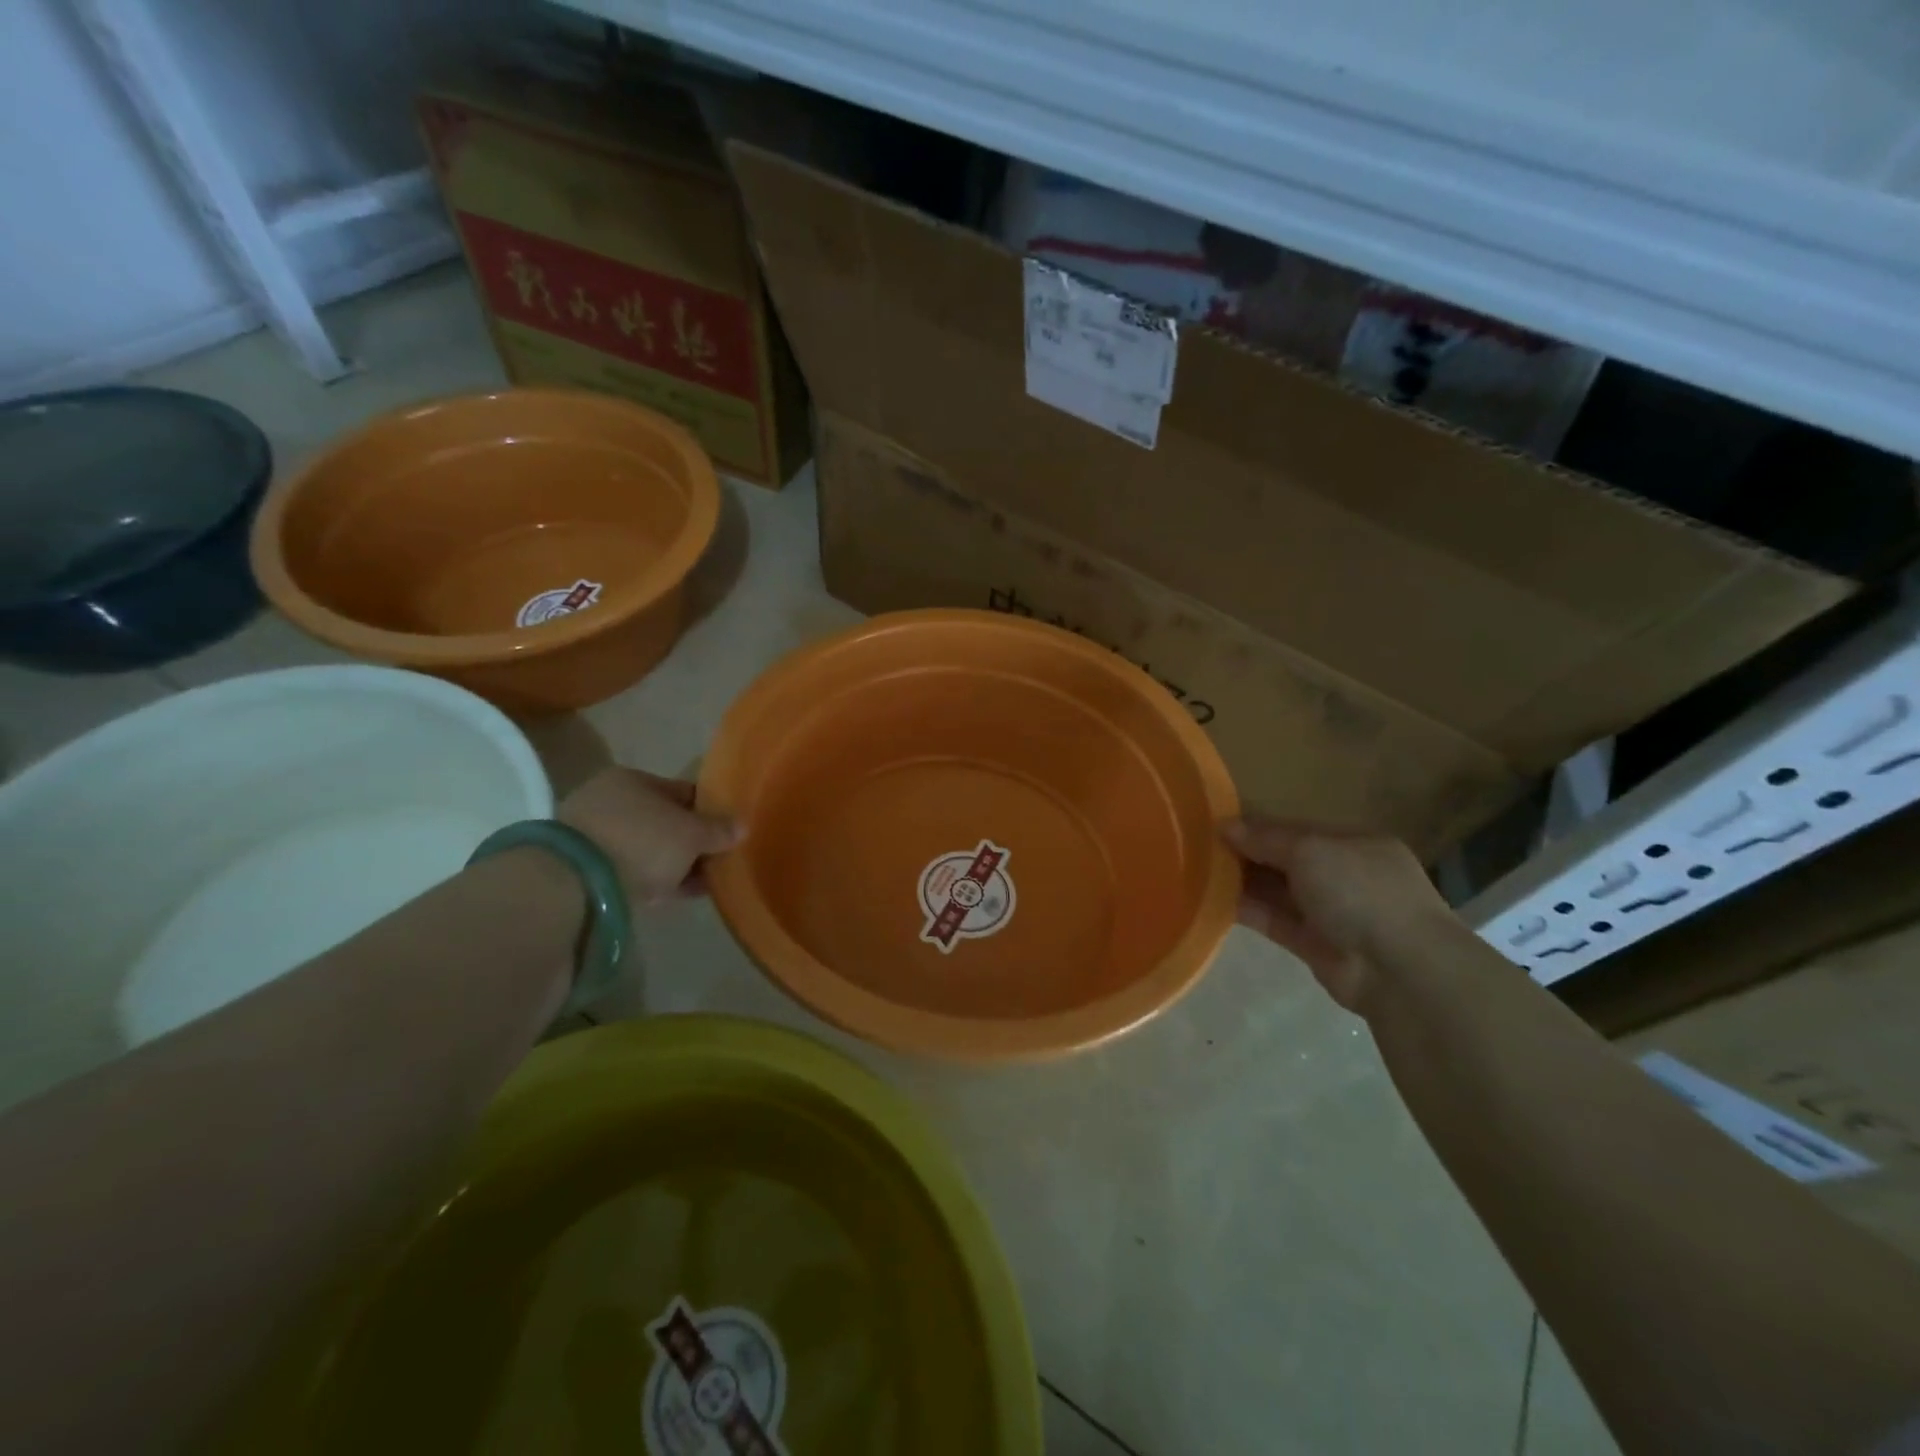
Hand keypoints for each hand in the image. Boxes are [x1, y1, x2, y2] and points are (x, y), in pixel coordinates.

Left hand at [557, 767, 741, 905]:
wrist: (575, 884)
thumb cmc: (642, 842)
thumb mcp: (691, 835)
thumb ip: (718, 830)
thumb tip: (742, 826)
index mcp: (633, 779)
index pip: (682, 792)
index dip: (709, 812)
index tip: (727, 834)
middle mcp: (609, 799)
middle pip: (664, 820)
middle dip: (689, 841)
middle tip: (714, 861)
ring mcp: (592, 834)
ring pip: (646, 846)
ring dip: (671, 862)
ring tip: (698, 883)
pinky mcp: (583, 868)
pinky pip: (630, 869)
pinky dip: (651, 878)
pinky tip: (672, 893)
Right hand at [1222, 818, 1456, 1015]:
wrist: (1400, 970)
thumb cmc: (1360, 892)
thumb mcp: (1310, 850)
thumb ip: (1266, 838)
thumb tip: (1226, 826)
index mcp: (1354, 844)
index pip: (1297, 829)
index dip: (1258, 826)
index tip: (1217, 824)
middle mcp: (1344, 875)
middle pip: (1285, 859)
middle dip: (1247, 853)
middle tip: (1199, 847)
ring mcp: (1330, 912)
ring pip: (1277, 891)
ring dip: (1243, 882)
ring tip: (1197, 871)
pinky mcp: (1314, 945)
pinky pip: (1274, 921)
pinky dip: (1248, 911)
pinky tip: (1213, 902)